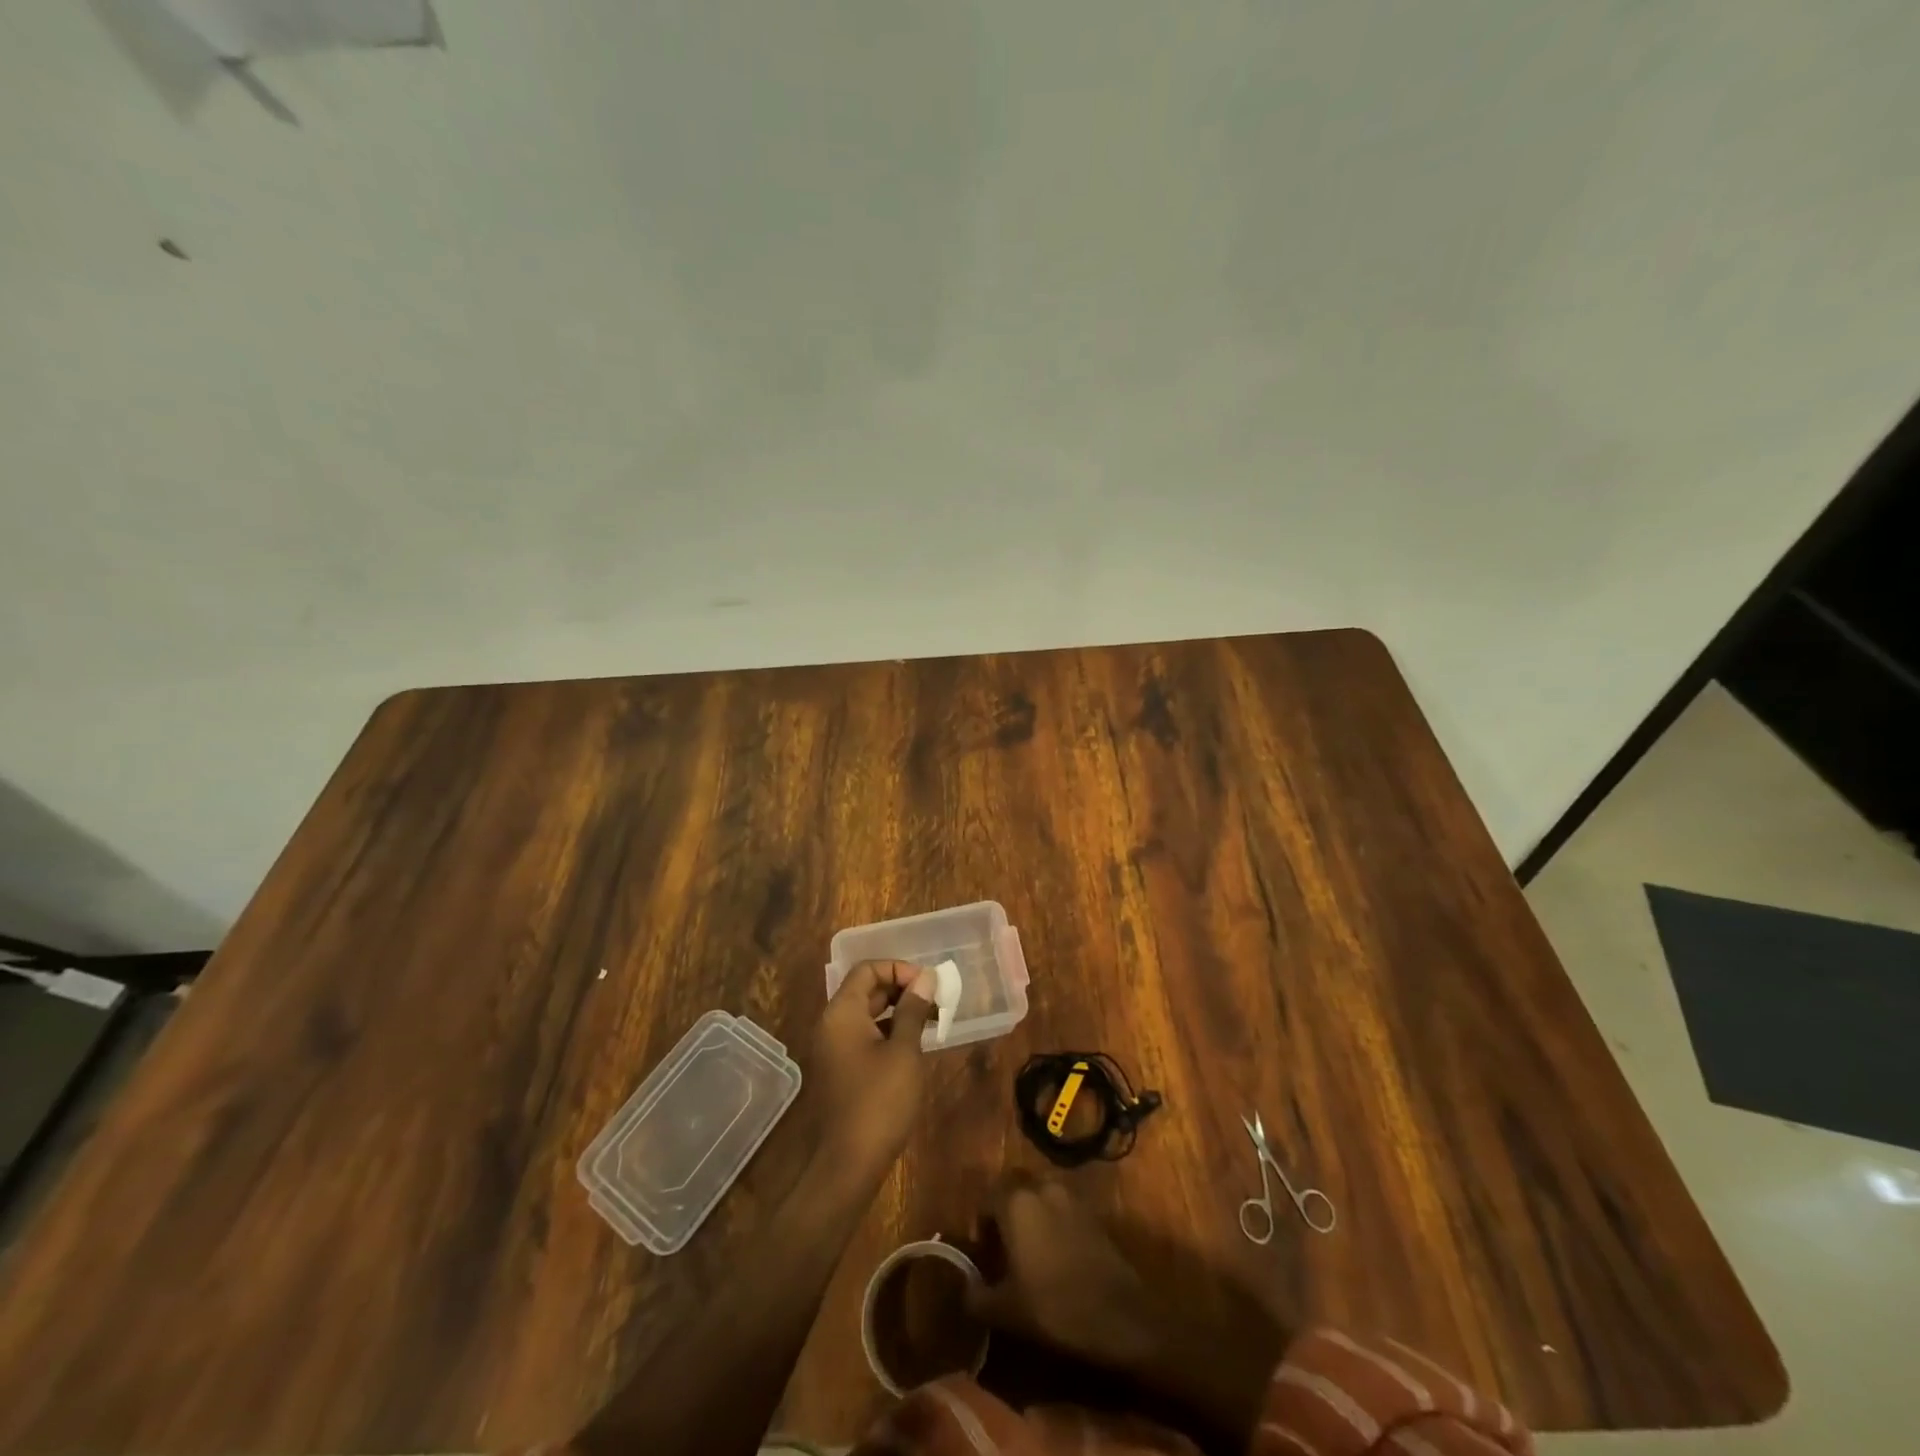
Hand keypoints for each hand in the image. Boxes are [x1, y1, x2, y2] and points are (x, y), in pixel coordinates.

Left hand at [810, 959, 937, 1177]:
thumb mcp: (904, 1051)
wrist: (849, 1164)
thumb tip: (926, 978)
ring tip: (932, 1019)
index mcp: (841, 1013)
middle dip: (902, 988)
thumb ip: (914, 1010)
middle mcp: (832, 1024)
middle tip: (936, 999)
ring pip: (867, 1013)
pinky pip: (864, 1035)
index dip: (899, 969)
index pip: (867, 969)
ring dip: (898, 1010)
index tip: (928, 984)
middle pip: (866, 989)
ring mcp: (834, 1048)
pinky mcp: (841, 1068)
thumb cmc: (880, 1102)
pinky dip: (888, 1030)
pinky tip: (915, 1043)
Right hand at [968, 1176, 1160, 1372]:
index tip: (984, 1251)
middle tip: (1005, 1243)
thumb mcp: (1006, 1310)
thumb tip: (965, 1289)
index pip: (988, 1197)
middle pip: (1015, 1186)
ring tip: (1031, 1248)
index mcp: (1016, 1203)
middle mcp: (1042, 1187)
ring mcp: (1071, 1195)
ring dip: (1032, 1211)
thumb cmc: (1054, 1306)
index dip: (982, 1222)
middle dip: (1006, 1208)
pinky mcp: (1093, 1210)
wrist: (1119, 1313)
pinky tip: (1057, 1252)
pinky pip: (1063, 1205)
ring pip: (1041, 1193)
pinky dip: (1054, 1220)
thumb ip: (977, 1296)